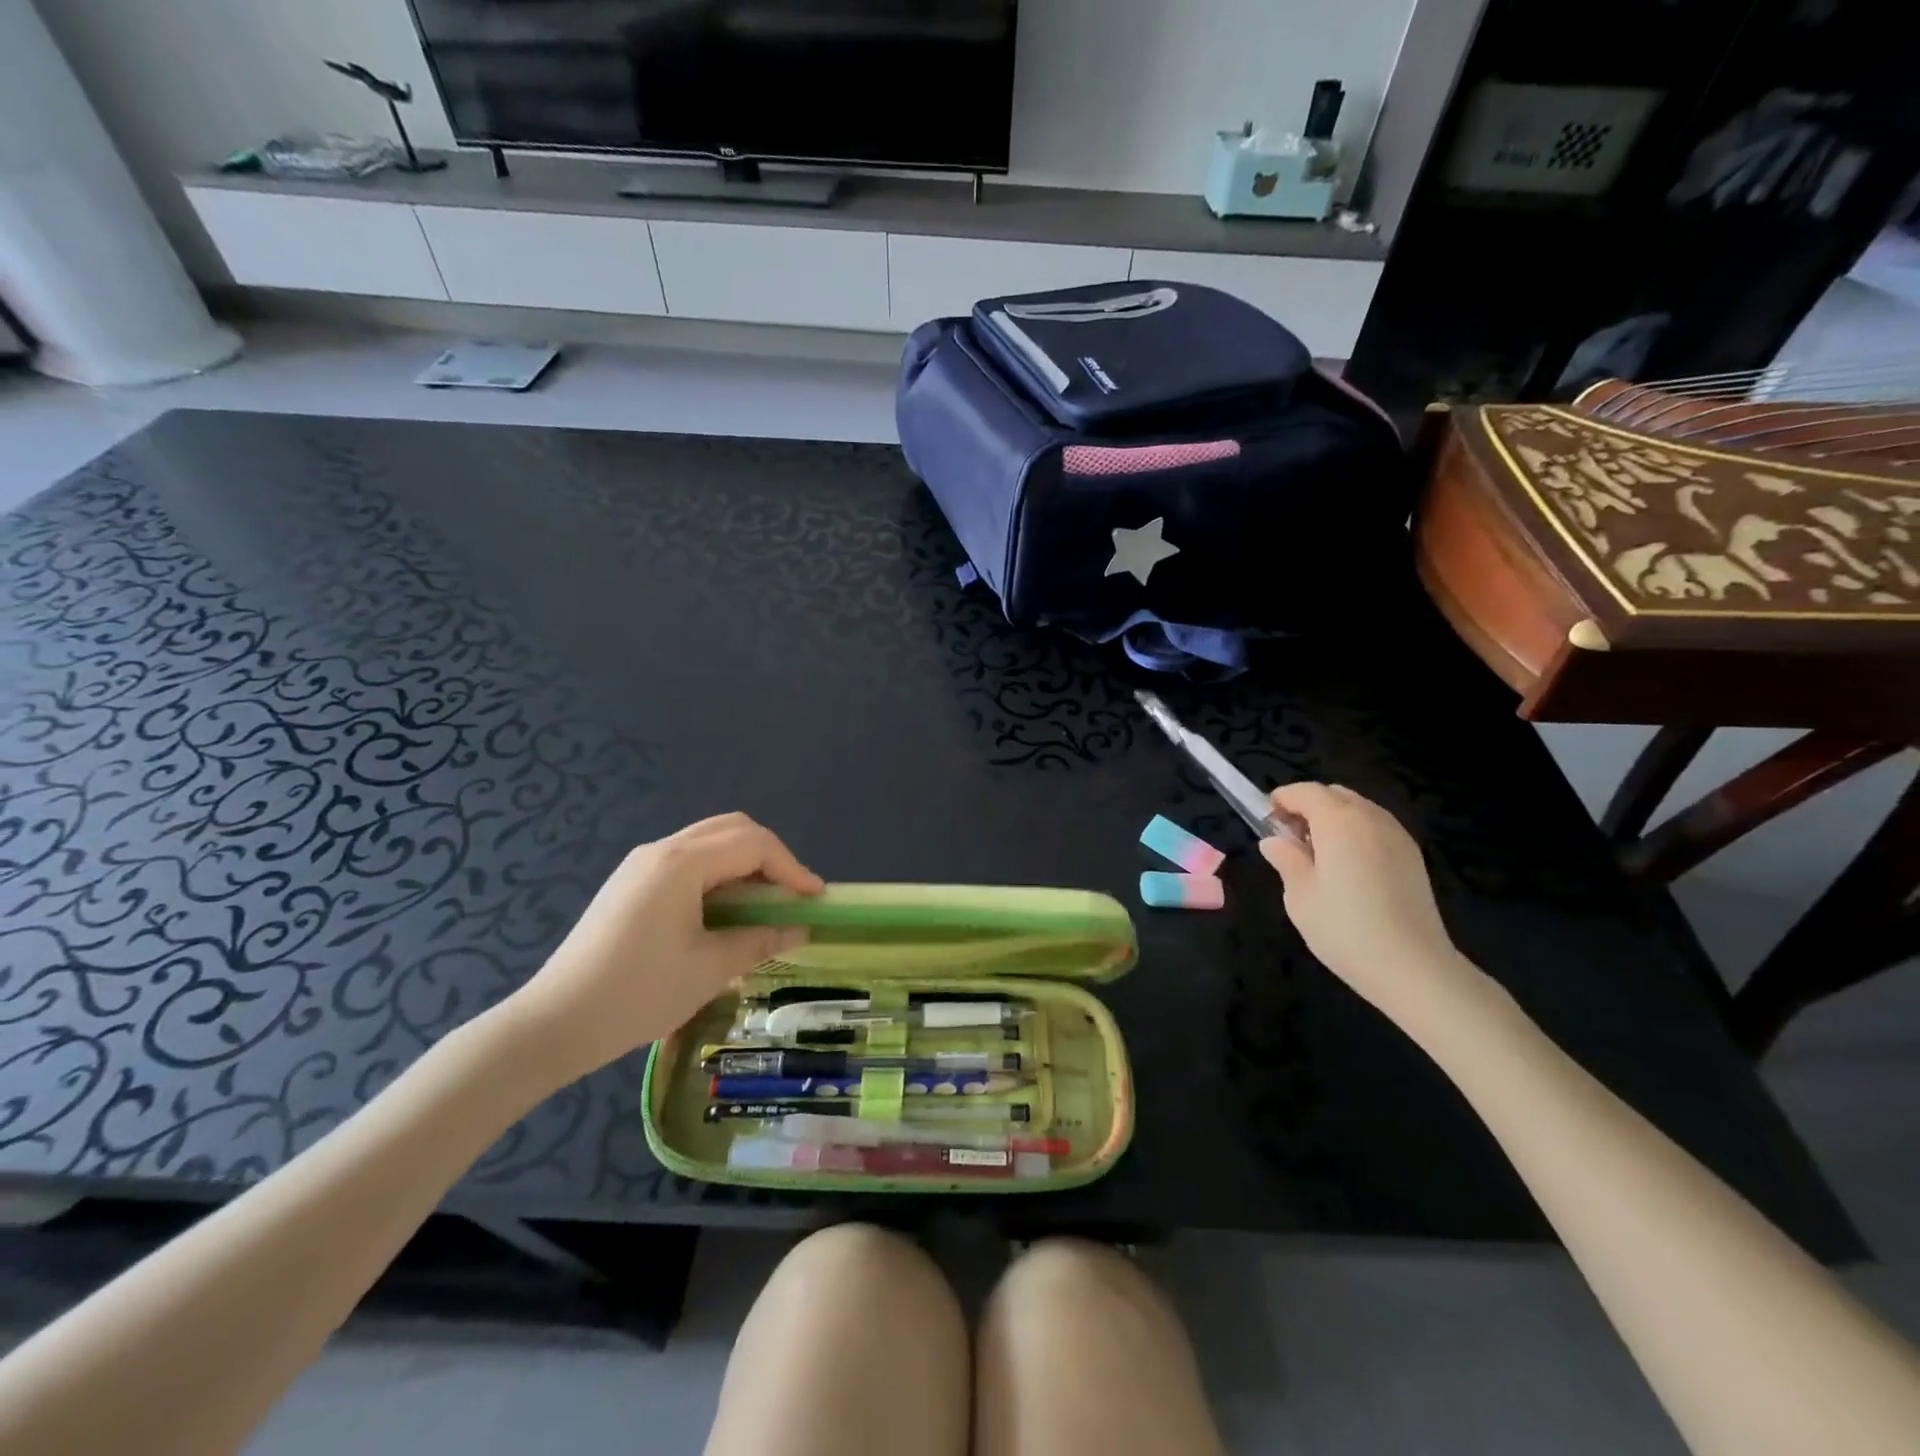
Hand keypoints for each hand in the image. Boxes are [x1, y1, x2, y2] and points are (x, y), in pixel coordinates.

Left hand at [502, 813, 823, 1086]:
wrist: (554, 1023)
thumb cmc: (638, 993)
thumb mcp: (710, 968)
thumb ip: (761, 940)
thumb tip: (800, 929)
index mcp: (682, 863)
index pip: (754, 844)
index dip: (792, 868)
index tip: (815, 899)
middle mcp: (662, 850)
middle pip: (732, 829)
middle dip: (771, 856)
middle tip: (791, 895)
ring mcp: (641, 865)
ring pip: (709, 843)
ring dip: (744, 864)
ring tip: (764, 905)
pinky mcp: (630, 884)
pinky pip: (688, 862)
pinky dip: (718, 874)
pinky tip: (724, 911)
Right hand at [1257, 784, 1481, 1024]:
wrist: (1413, 968)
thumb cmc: (1345, 929)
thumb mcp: (1300, 896)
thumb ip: (1286, 860)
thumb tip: (1274, 841)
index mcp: (1339, 822)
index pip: (1306, 791)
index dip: (1282, 799)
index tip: (1267, 821)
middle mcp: (1371, 819)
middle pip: (1334, 795)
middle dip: (1308, 806)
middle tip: (1290, 839)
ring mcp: (1397, 836)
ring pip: (1358, 809)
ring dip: (1333, 819)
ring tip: (1319, 855)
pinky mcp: (1413, 857)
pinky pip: (1377, 827)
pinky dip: (1356, 833)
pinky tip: (1348, 868)